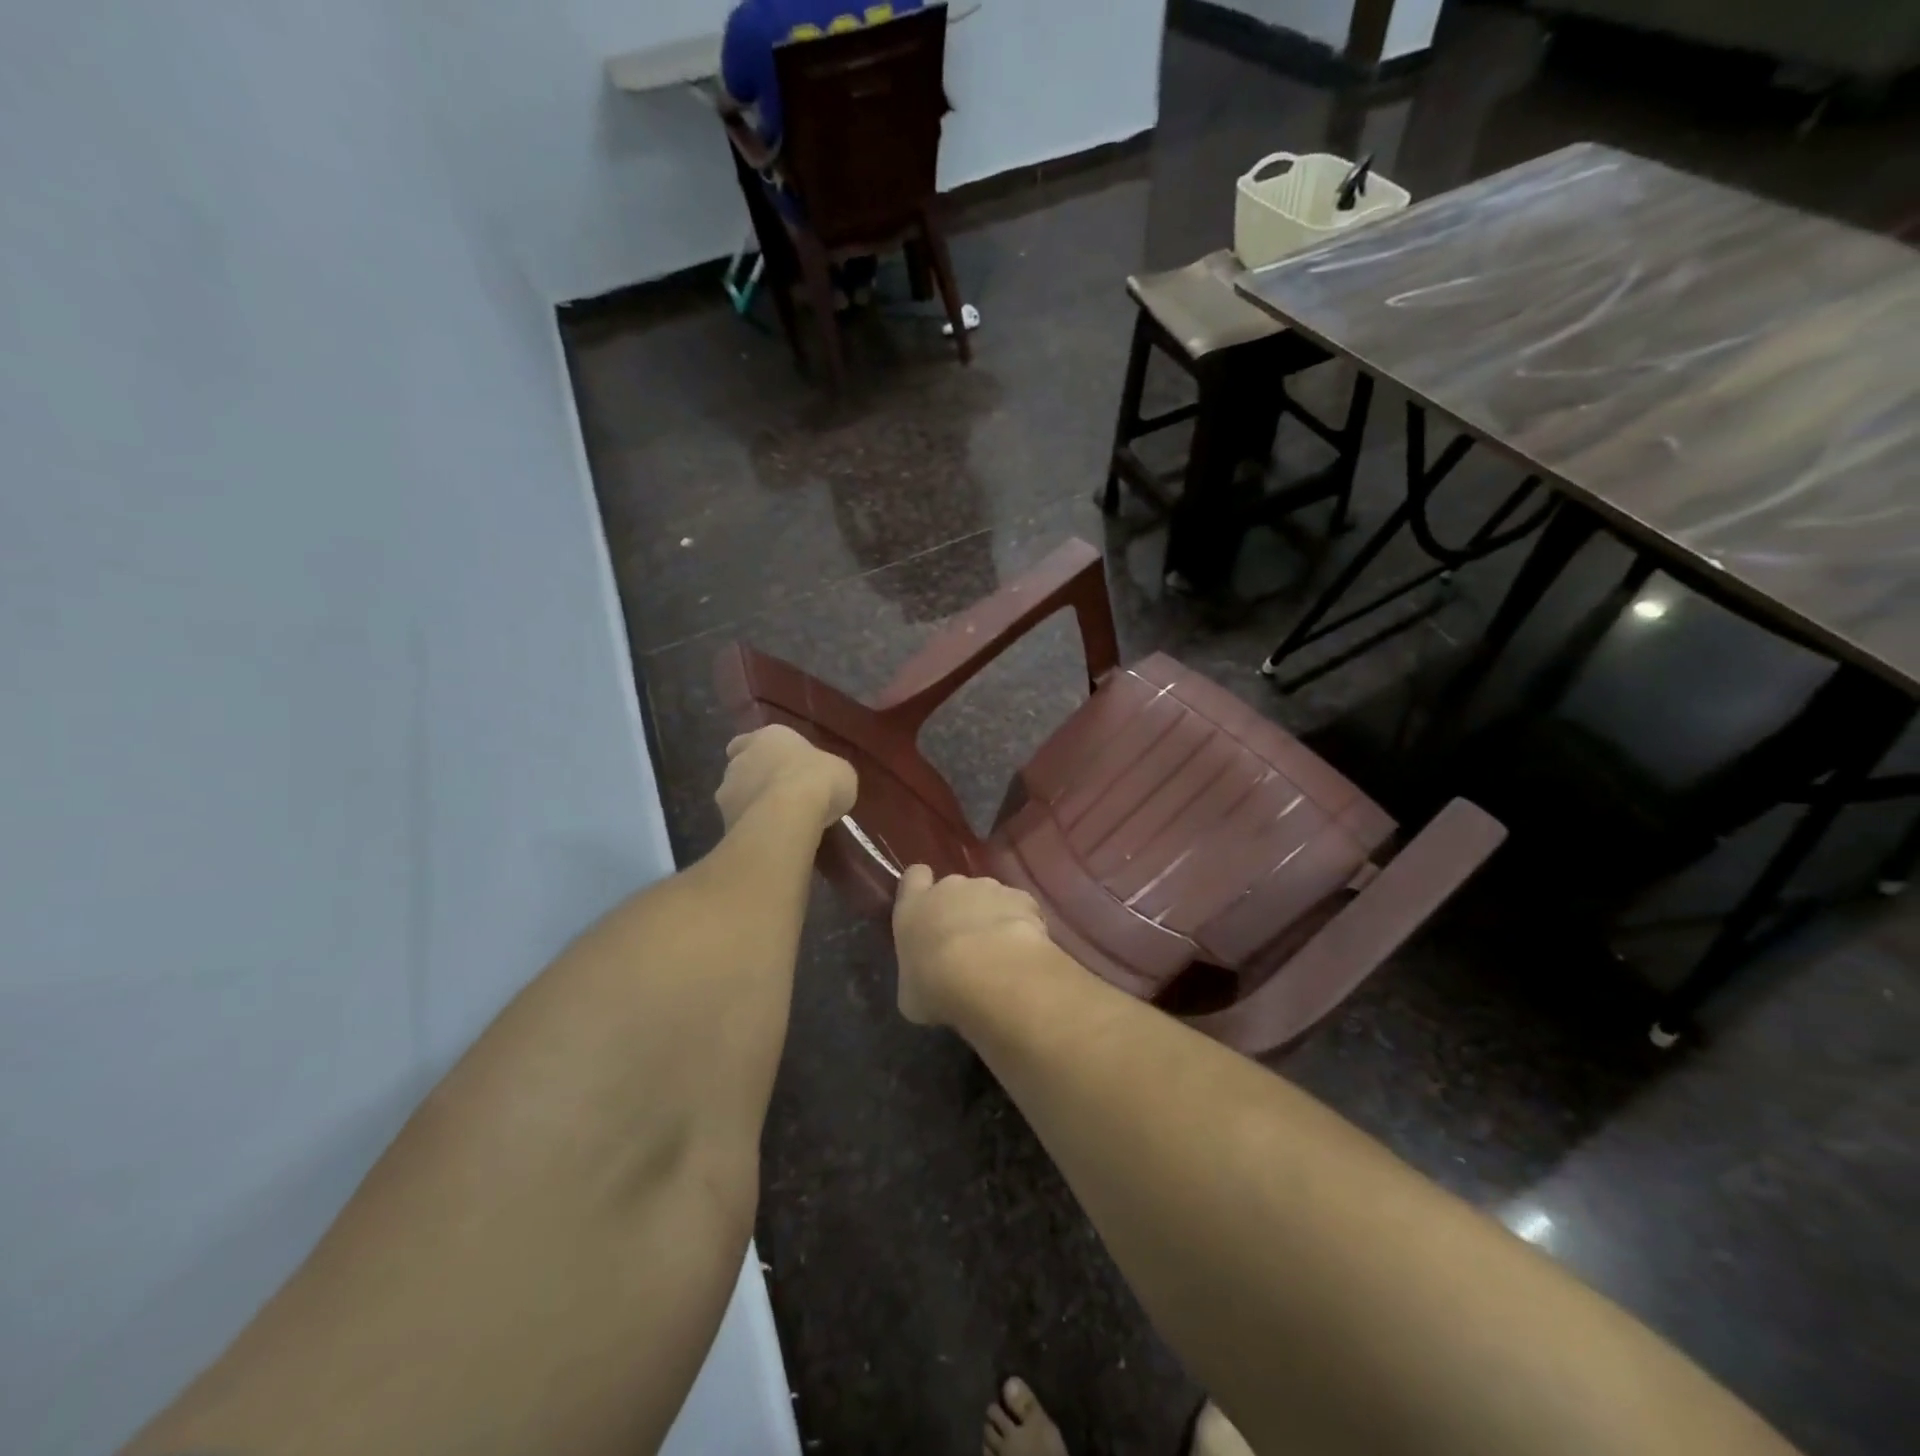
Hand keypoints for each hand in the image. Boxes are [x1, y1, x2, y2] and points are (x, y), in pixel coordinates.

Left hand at [715, 725, 856, 836]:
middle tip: (781, 796)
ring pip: (737, 797)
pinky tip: (772, 838)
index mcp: (769, 737)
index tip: (776, 767)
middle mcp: (741, 759)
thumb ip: (824, 773)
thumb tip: (823, 785)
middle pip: (742, 768)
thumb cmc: (818, 778)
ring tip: (778, 822)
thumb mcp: (839, 772)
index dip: (761, 754)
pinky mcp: (724, 821)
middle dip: (756, 780)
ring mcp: (727, 791)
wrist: (789, 813)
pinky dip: (752, 829)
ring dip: (752, 806)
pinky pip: (739, 824)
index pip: (748, 740)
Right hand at [892, 866, 1050, 1025]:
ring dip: (993, 917)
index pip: (914, 877)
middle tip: (966, 945)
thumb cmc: (936, 986)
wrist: (989, 975)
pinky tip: (1024, 954)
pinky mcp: (1023, 898)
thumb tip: (926, 982)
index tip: (927, 908)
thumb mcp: (911, 993)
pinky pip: (1021, 909)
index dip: (921, 888)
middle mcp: (951, 887)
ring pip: (991, 897)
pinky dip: (1023, 926)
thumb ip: (917, 976)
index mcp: (914, 906)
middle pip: (954, 888)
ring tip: (1000, 954)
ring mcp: (990, 888)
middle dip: (961, 908)